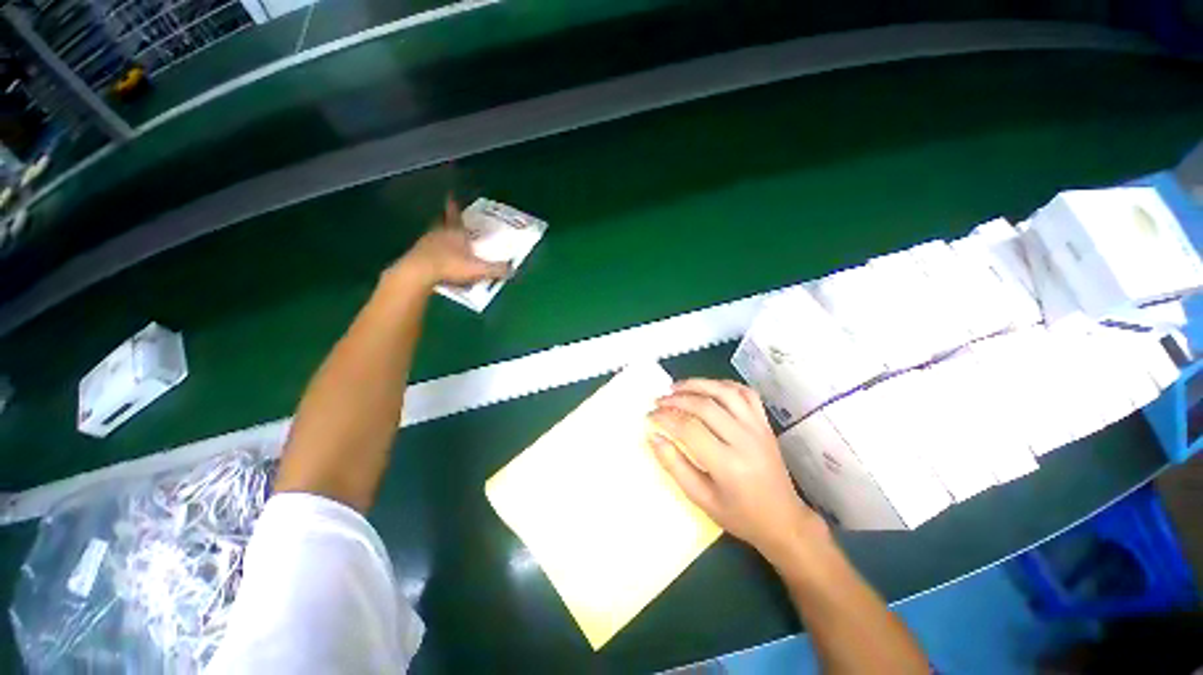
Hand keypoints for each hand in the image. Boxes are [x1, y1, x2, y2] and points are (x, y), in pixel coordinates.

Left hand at [393, 197, 509, 286]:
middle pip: (442, 222)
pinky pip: (427, 249)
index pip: (455, 214)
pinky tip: (437, 259)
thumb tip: (513, 269)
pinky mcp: (417, 254)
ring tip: (446, 241)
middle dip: (447, 220)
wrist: (419, 272)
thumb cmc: (450, 265)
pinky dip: (433, 251)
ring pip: (434, 234)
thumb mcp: (479, 269)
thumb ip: (497, 269)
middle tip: (450, 220)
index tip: (450, 195)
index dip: (454, 205)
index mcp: (454, 231)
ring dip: (440, 235)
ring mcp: (425, 242)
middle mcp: (439, 232)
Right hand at [648, 379, 827, 563]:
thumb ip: (675, 466)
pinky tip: (708, 388)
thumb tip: (653, 437)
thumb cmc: (739, 515)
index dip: (665, 418)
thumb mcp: (701, 498)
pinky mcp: (765, 423)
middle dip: (677, 399)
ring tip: (677, 387)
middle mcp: (744, 440)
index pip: (689, 429)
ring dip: (698, 384)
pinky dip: (724, 384)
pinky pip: (745, 393)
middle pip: (705, 405)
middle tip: (659, 401)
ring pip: (725, 392)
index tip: (650, 415)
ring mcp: (758, 428)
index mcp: (728, 464)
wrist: (783, 520)